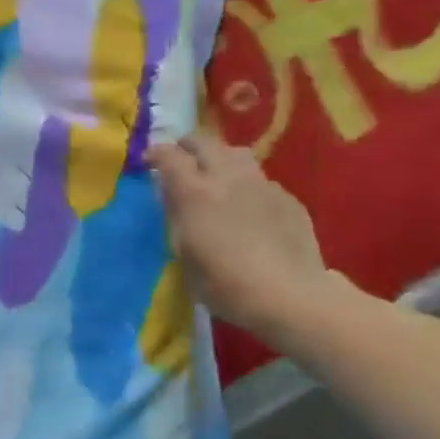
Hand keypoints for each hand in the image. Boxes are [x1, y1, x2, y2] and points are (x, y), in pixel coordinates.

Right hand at [146, 132, 335, 339]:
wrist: (290, 295)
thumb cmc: (225, 283)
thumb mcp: (184, 255)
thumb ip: (176, 219)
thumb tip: (173, 198)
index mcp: (194, 192)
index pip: (169, 156)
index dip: (156, 154)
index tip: (149, 161)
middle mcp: (226, 177)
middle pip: (204, 143)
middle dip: (188, 147)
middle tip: (181, 160)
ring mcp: (261, 184)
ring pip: (237, 154)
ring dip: (220, 158)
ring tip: (216, 175)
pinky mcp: (288, 198)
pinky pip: (261, 180)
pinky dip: (247, 185)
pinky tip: (250, 206)